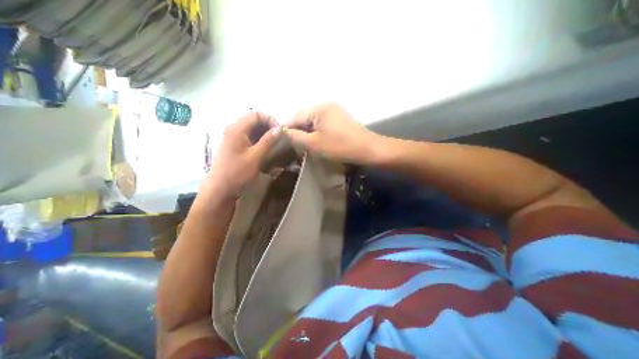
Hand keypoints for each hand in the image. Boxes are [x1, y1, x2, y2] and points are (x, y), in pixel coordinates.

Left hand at [206, 111, 280, 196]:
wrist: (220, 189)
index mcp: (237, 129)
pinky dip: (259, 140)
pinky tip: (266, 149)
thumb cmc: (237, 172)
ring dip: (265, 134)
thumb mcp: (256, 157)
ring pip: (252, 129)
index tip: (280, 132)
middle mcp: (233, 129)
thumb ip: (268, 141)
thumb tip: (280, 128)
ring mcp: (233, 138)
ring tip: (274, 144)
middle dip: (268, 127)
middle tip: (279, 138)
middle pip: (254, 120)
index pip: (256, 114)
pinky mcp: (235, 146)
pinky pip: (249, 137)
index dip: (270, 120)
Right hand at [283, 103, 378, 162]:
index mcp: (319, 108)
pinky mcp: (340, 118)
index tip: (282, 140)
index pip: (296, 116)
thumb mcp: (314, 143)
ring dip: (308, 131)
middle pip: (305, 117)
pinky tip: (317, 140)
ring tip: (304, 144)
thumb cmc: (339, 146)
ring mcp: (335, 110)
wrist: (367, 149)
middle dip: (299, 130)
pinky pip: (323, 123)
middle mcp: (326, 105)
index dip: (288, 128)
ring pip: (314, 121)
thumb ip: (296, 136)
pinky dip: (317, 131)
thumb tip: (284, 131)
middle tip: (294, 144)